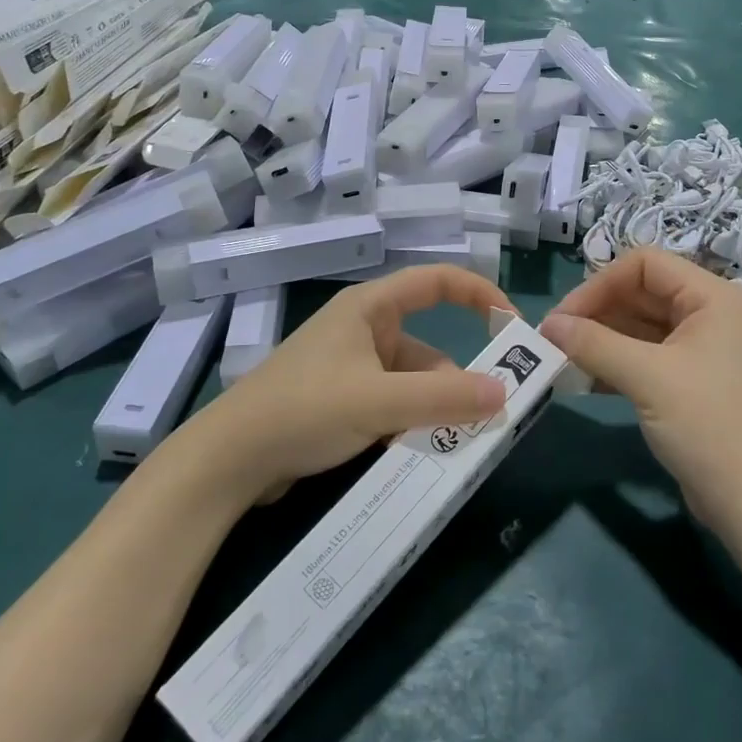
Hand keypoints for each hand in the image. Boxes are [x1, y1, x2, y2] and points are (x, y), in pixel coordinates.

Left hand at [189, 266, 514, 503]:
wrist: (229, 460)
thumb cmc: (304, 410)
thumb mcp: (379, 402)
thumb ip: (444, 398)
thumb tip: (507, 393)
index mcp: (370, 308)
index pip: (437, 281)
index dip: (480, 294)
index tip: (512, 327)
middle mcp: (364, 330)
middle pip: (430, 346)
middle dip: (456, 381)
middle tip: (486, 417)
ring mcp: (352, 367)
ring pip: (413, 382)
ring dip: (433, 410)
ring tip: (450, 446)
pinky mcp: (343, 401)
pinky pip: (393, 404)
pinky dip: (409, 424)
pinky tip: (417, 453)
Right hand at [542, 249, 741, 532]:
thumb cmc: (708, 426)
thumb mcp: (647, 378)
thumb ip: (594, 343)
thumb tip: (547, 324)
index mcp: (711, 296)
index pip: (644, 264)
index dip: (599, 284)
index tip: (563, 318)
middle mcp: (709, 313)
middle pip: (641, 292)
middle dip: (596, 312)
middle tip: (555, 339)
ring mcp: (701, 348)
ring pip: (639, 325)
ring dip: (601, 338)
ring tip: (562, 359)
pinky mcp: (691, 380)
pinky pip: (645, 355)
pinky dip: (615, 362)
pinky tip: (584, 379)